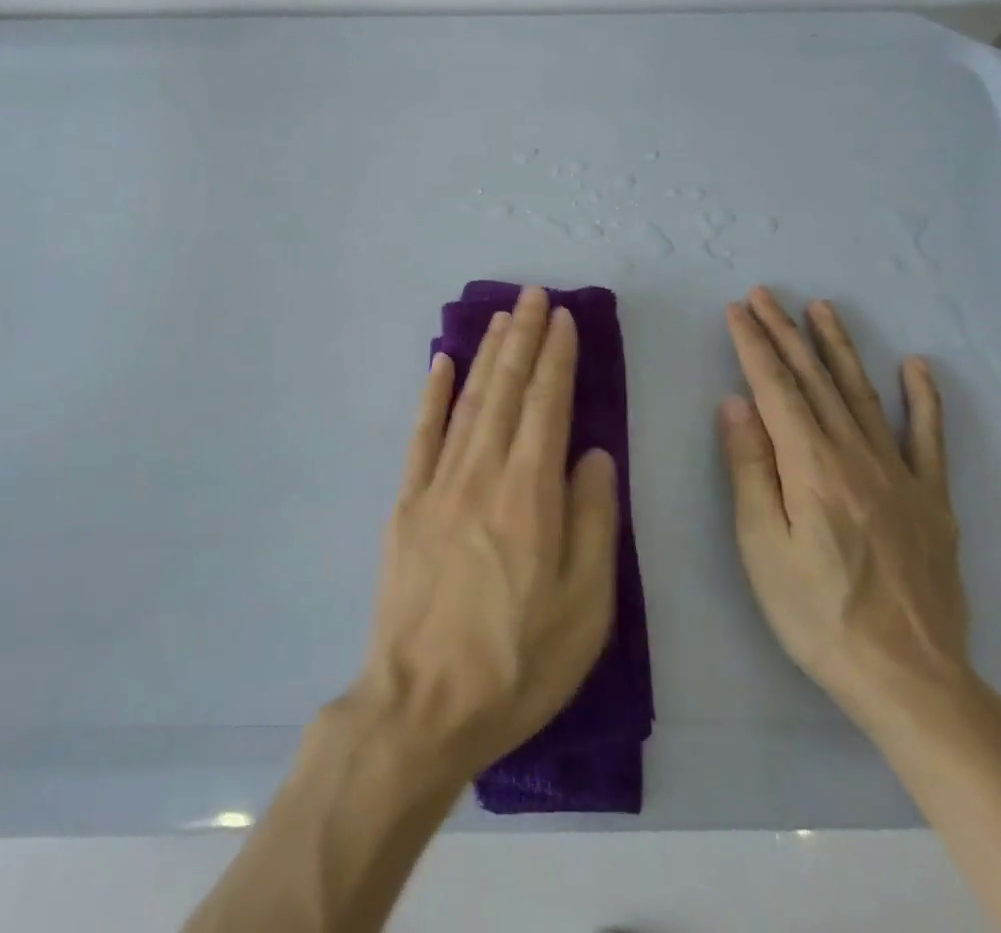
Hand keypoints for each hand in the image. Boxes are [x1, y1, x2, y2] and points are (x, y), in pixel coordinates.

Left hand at [349, 286, 620, 787]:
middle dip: (524, 338)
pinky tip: (442, 362)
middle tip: (534, 296)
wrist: (423, 704)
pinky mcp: (406, 501)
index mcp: (531, 494)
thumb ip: (594, 520)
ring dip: (487, 354)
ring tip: (502, 317)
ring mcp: (439, 482)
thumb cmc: (519, 662)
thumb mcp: (586, 606)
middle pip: (508, 390)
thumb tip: (594, 453)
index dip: (557, 359)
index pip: (548, 406)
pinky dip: (433, 394)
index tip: (564, 320)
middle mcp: (483, 473)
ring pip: (469, 401)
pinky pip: (421, 434)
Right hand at [719, 286, 972, 737]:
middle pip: (814, 380)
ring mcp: (900, 475)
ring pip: (863, 395)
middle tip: (766, 294)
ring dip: (839, 348)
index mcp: (811, 466)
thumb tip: (737, 403)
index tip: (737, 309)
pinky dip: (923, 399)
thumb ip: (750, 468)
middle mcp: (856, 456)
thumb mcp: (762, 546)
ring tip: (822, 309)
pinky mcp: (932, 500)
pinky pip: (928, 439)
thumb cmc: (817, 615)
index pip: (775, 388)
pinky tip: (917, 366)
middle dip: (786, 333)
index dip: (754, 345)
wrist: (912, 680)